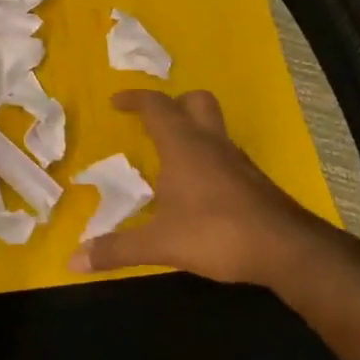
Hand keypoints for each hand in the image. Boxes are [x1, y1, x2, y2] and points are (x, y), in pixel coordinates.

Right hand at [69, 89, 335, 287]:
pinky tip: (197, 190)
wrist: (287, 250)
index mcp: (183, 147)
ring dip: (191, 132)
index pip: (157, 106)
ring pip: (214, 128)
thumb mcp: (159, 244)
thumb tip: (72, 260)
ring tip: (168, 159)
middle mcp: (211, 144)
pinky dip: (207, 159)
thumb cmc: (216, 234)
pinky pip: (225, 155)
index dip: (135, 99)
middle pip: (196, 102)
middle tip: (152, 123)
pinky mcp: (253, 181)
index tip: (115, 103)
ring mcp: (237, 161)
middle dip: (172, 104)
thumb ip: (116, 249)